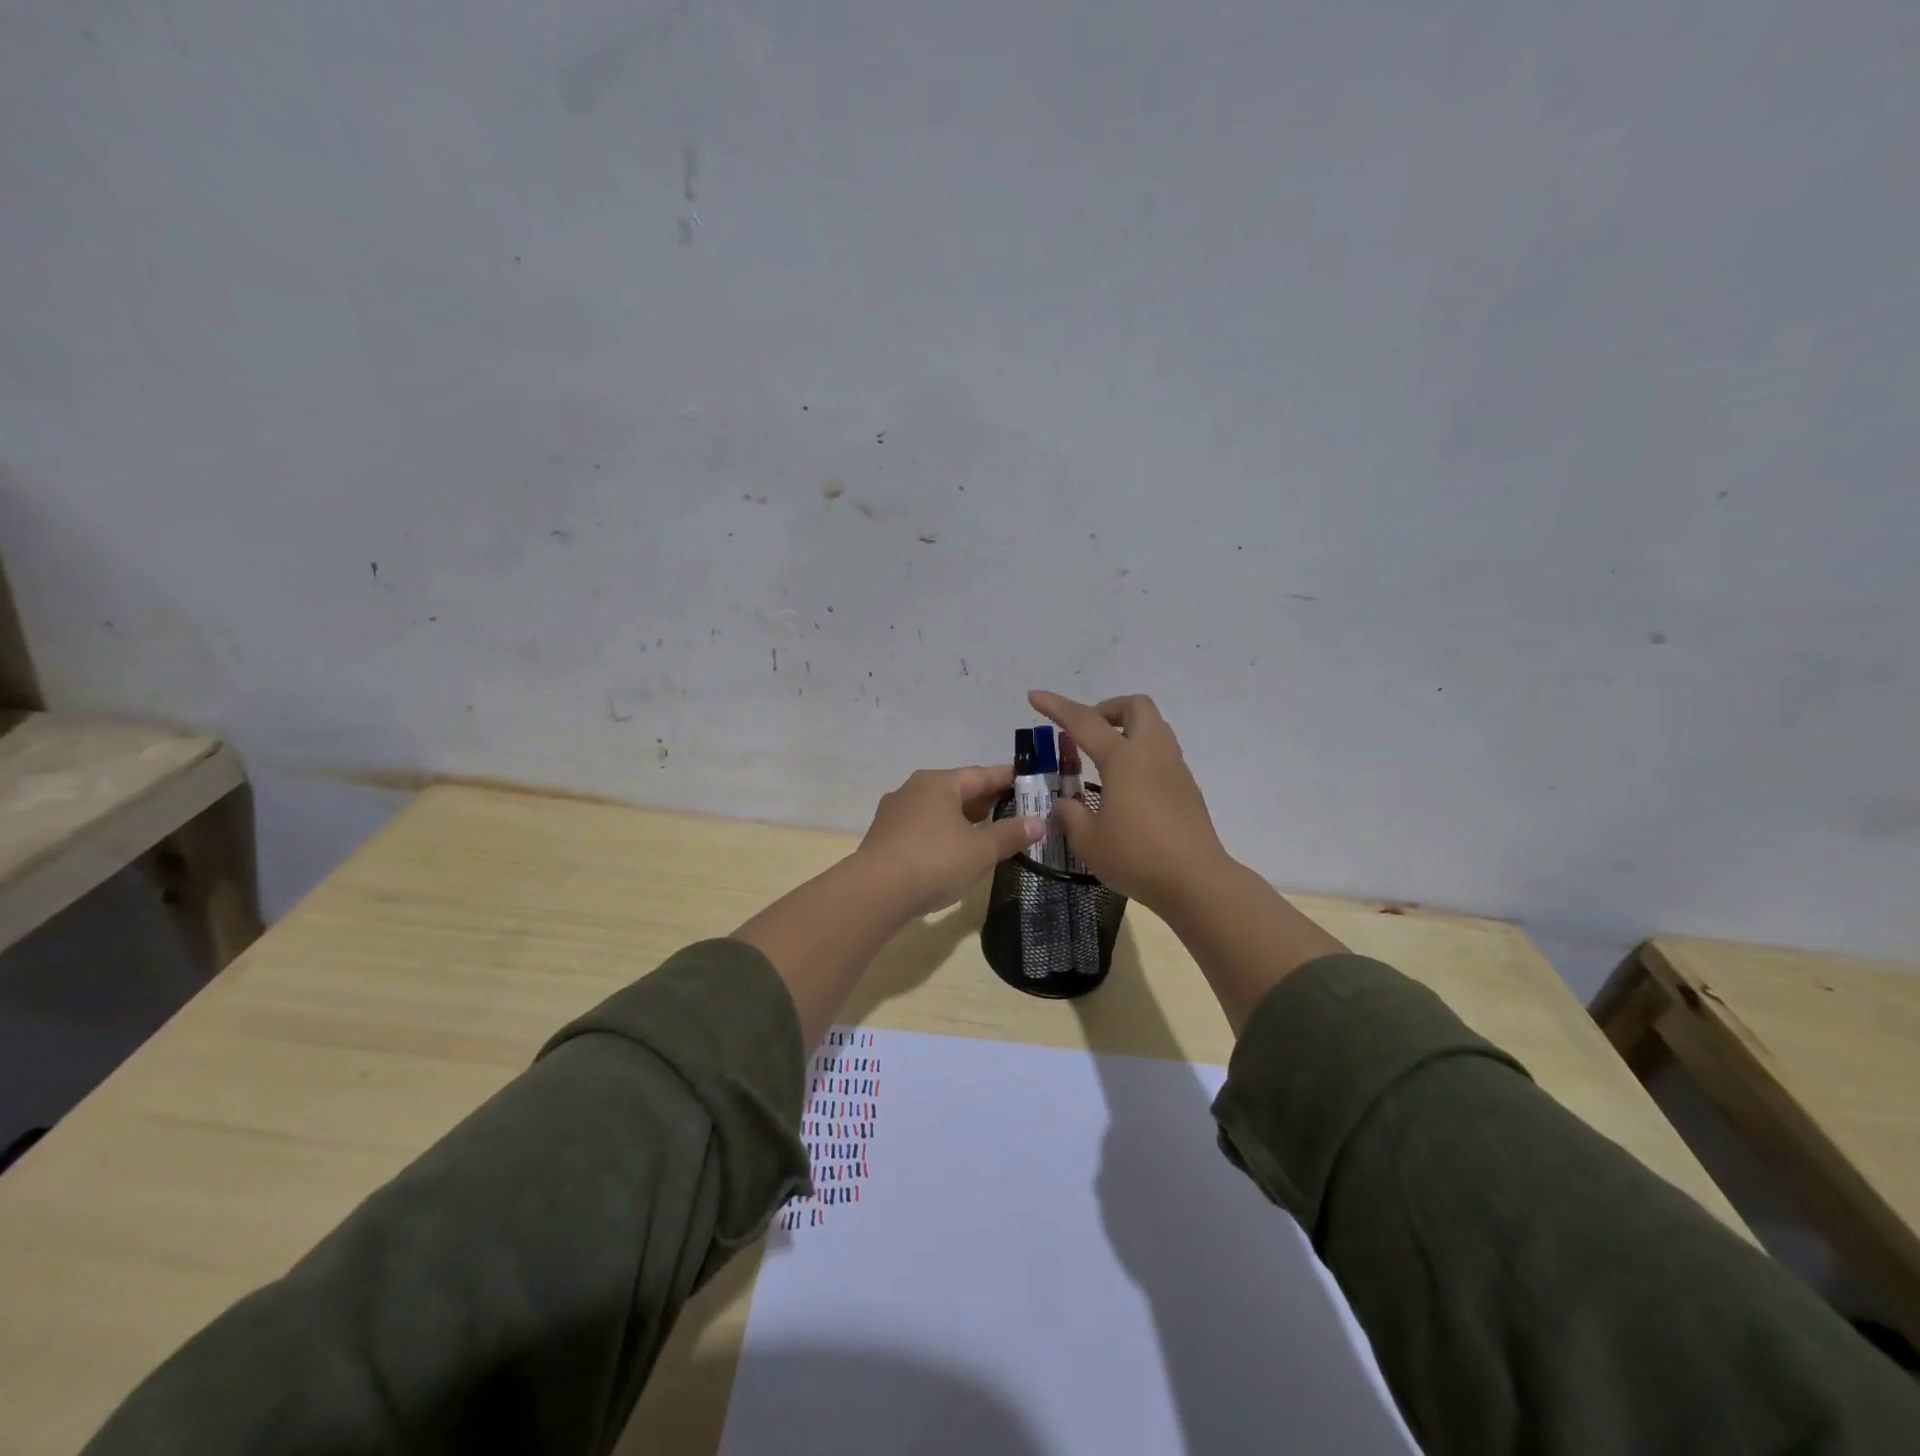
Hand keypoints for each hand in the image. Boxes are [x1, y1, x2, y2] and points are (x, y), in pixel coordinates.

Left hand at [855, 765, 1045, 916]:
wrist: (874, 892)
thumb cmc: (934, 861)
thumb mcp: (980, 850)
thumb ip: (1010, 835)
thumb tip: (1038, 822)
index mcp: (938, 783)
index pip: (981, 774)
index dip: (1007, 778)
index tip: (1029, 779)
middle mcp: (914, 790)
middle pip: (958, 790)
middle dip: (986, 799)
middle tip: (1015, 807)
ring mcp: (895, 814)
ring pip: (939, 810)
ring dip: (964, 818)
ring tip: (989, 830)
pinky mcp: (885, 838)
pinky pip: (924, 828)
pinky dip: (944, 833)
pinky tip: (955, 850)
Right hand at [1029, 690, 1231, 912]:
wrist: (1196, 882)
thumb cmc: (1136, 857)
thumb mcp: (1088, 840)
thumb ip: (1070, 815)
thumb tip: (1064, 804)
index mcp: (1123, 759)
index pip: (1083, 721)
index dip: (1056, 706)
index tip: (1034, 696)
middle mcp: (1151, 753)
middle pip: (1135, 706)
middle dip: (1106, 709)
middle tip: (1086, 733)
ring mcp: (1174, 768)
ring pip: (1153, 727)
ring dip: (1127, 729)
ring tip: (1104, 758)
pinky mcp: (1187, 787)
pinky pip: (1161, 753)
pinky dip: (1140, 754)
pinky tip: (1127, 786)